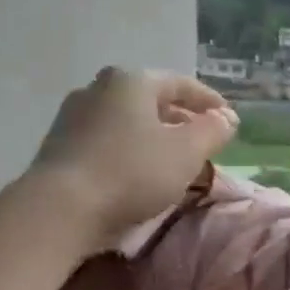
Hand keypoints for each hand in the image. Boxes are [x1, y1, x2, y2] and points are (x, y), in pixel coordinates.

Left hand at [24, 67, 238, 249]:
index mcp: (132, 81)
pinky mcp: (60, 146)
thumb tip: (226, 118)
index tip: (229, 119)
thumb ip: (212, 131)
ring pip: (127, 120)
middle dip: (180, 118)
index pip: (180, 83)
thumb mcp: (186, 152)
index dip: (209, 101)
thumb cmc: (131, 172)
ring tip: (173, 158)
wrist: (60, 208)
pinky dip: (130, 150)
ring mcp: (73, 116)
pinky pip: (107, 140)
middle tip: (202, 139)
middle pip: (150, 100)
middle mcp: (99, 88)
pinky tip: (139, 172)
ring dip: (154, 135)